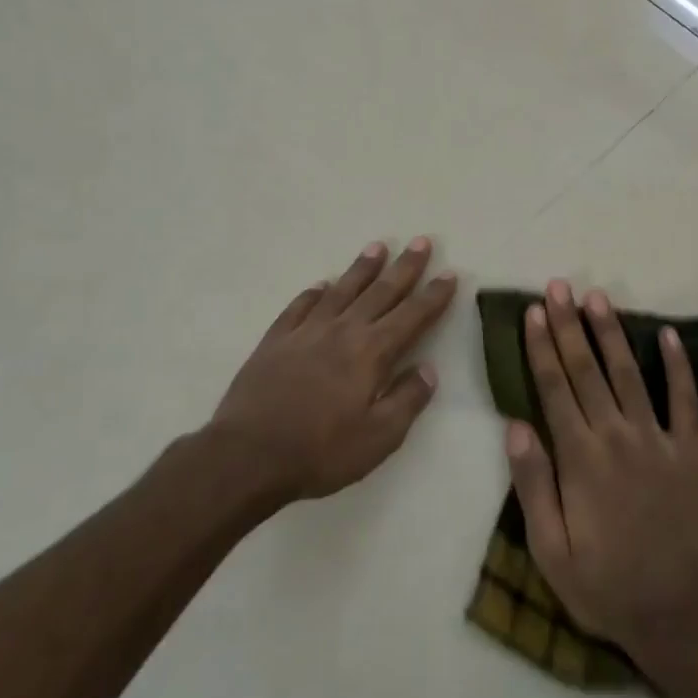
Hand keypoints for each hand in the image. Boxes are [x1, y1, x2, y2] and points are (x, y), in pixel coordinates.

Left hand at [205, 239, 457, 505]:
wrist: (248, 455)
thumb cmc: (321, 450)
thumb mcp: (379, 437)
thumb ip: (407, 399)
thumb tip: (428, 370)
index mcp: (372, 353)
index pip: (412, 316)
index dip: (433, 295)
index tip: (449, 273)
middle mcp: (343, 331)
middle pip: (380, 292)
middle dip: (405, 267)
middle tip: (421, 242)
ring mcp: (306, 331)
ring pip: (342, 290)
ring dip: (362, 268)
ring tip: (378, 247)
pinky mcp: (276, 340)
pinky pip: (300, 306)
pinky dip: (314, 292)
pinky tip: (321, 285)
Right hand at [504, 280, 697, 661]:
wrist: (679, 614)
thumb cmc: (605, 586)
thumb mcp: (551, 549)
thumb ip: (533, 485)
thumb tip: (515, 426)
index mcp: (580, 458)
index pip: (554, 388)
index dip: (541, 347)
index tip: (533, 312)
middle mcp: (617, 436)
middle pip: (587, 370)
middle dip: (569, 326)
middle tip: (558, 287)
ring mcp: (659, 440)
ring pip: (629, 374)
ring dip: (611, 334)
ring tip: (597, 298)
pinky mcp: (692, 451)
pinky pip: (685, 400)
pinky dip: (678, 366)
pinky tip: (667, 335)